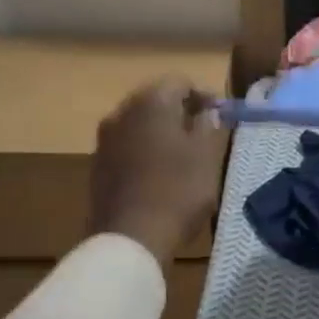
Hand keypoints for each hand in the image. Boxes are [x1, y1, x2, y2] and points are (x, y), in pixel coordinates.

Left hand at [89, 78, 228, 267]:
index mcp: (151, 102)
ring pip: (139, 124)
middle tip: (204, 132)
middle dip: (180, 111)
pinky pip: (127, 146)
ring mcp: (105, 140)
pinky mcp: (98, 165)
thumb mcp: (207, 156)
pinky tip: (160, 173)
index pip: (179, 82)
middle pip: (155, 100)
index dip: (203, 95)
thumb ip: (208, 126)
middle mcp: (122, 112)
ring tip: (183, 155)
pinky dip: (145, 151)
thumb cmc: (178, 190)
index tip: (221, 114)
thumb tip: (206, 112)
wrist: (131, 236)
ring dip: (161, 132)